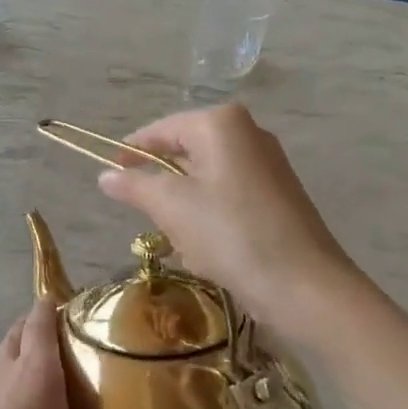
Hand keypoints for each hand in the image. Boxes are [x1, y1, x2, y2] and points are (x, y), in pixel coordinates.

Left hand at [0, 300, 209, 408]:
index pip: (40, 313)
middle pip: (21, 330)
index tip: (90, 305)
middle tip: (83, 337)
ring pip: (7, 357)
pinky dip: (17, 381)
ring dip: (29, 352)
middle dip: (45, 324)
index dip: (61, 301)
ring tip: (63, 370)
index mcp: (32, 368)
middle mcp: (4, 371)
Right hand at [96, 104, 364, 332]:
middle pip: (184, 153)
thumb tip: (105, 177)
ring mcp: (267, 164)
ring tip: (182, 243)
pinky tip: (208, 252)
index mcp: (221, 124)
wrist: (302, 284)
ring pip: (204, 180)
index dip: (131, 152)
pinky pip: (228, 198)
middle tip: (147, 218)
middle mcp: (248, 134)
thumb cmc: (229, 234)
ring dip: (185, 210)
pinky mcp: (278, 195)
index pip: (161, 130)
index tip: (108, 175)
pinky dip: (209, 219)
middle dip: (162, 187)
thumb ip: (134, 186)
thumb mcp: (171, 207)